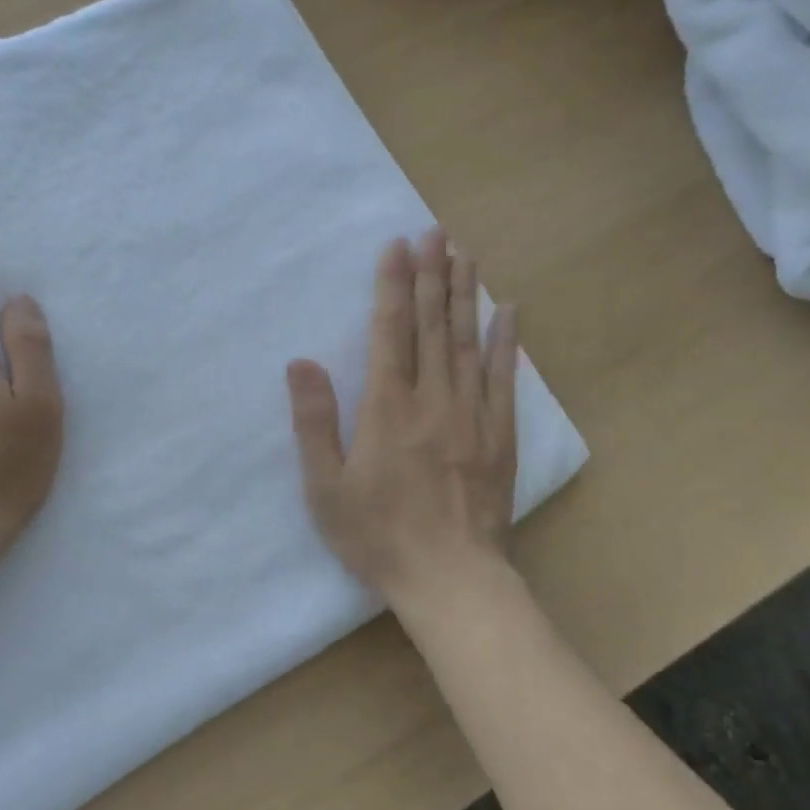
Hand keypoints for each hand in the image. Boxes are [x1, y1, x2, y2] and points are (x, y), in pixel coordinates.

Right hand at [287, 230, 518, 601]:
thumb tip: (300, 363)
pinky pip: (502, 376)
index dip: (392, 286)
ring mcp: (472, 414)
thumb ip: (315, 423)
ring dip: (465, 294)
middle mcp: (433, 399)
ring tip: (466, 254)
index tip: (397, 246)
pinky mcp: (499, 434)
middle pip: (431, 325)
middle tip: (436, 232)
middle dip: (431, 275)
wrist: (451, 577)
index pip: (390, 332)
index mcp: (388, 408)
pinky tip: (508, 311)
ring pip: (467, 341)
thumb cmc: (379, 536)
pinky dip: (504, 340)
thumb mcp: (327, 488)